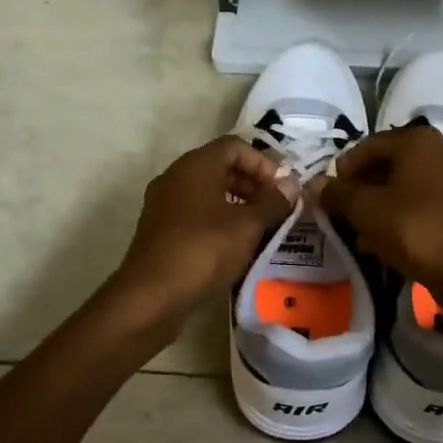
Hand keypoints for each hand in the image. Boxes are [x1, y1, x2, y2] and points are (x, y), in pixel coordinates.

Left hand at [109, 137, 295, 326]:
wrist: (151, 296)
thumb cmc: (203, 251)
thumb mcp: (247, 226)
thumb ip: (272, 202)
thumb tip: (291, 185)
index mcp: (195, 165)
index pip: (235, 146)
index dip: (264, 163)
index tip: (283, 189)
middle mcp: (176, 177)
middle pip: (221, 167)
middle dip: (253, 184)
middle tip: (277, 208)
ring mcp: (164, 204)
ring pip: (208, 192)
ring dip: (238, 204)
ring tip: (262, 228)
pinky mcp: (161, 230)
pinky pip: (196, 213)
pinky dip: (219, 220)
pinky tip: (236, 245)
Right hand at [312, 127, 442, 306]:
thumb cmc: (414, 230)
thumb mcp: (365, 211)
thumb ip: (337, 194)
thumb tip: (315, 184)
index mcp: (419, 140)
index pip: (368, 146)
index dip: (344, 171)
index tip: (331, 197)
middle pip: (391, 164)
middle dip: (364, 190)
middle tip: (346, 216)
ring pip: (410, 185)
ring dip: (384, 205)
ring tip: (365, 234)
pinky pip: (429, 200)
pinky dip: (408, 214)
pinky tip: (392, 241)